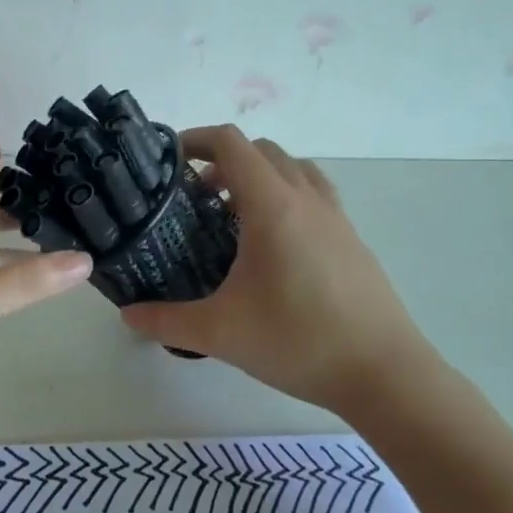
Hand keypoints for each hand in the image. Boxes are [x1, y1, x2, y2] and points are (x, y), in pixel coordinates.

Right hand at [120, 126, 436, 413]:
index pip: (232, 144)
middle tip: (196, 197)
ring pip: (294, 169)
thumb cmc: (298, 341)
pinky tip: (273, 247)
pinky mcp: (352, 240)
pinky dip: (286, 197)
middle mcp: (307, 199)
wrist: (384, 374)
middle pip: (262, 150)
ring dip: (260, 176)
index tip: (169, 160)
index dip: (196, 139)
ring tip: (234, 216)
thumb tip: (127, 316)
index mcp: (273, 206)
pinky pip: (314, 195)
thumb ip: (165, 321)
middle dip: (224, 160)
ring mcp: (336, 218)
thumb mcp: (220, 333)